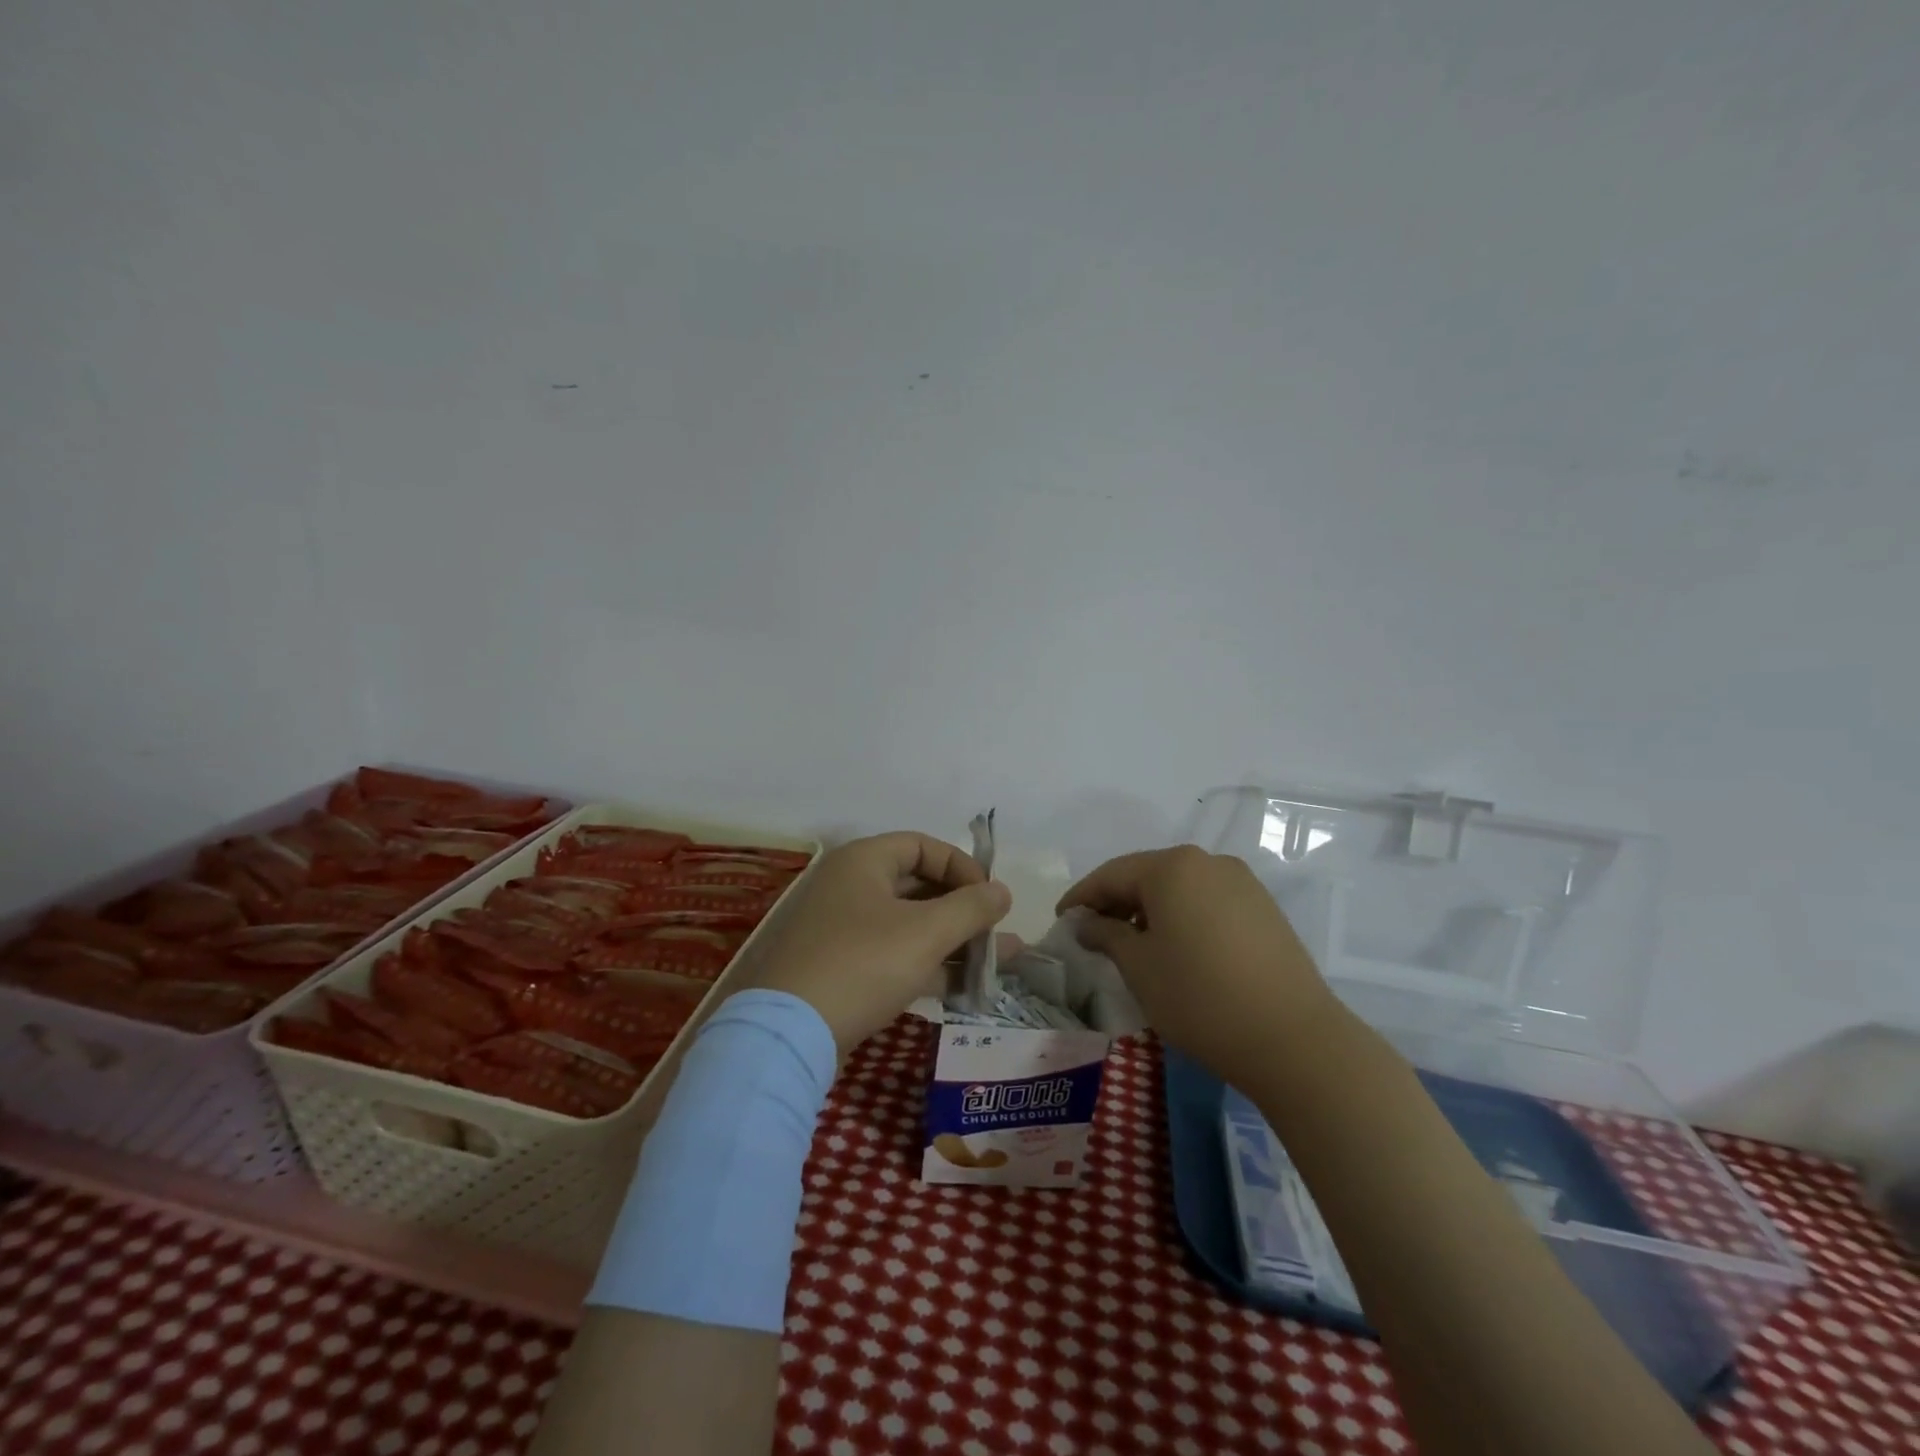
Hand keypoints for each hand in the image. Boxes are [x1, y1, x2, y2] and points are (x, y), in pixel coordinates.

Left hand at [749, 832, 1010, 1056]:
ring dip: (952, 942)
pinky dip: (928, 966)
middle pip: (918, 886)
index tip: (990, 897)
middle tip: (996, 932)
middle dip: (963, 910)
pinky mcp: (841, 970)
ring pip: (909, 926)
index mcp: (863, 861)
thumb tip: (1003, 891)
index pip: (922, 845)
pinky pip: (893, 956)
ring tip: (997, 963)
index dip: (962, 866)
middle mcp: (850, 887)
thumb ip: (971, 908)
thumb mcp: (926, 932)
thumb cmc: (863, 963)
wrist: (788, 1034)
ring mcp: (842, 930)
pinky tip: (966, 989)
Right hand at [1056, 846, 1339, 1086]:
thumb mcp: (1139, 966)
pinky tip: (1176, 948)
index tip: (1061, 920)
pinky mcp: (1264, 909)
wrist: (1294, 1039)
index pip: (1112, 874)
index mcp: (1172, 867)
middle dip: (1116, 901)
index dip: (1082, 896)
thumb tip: (1084, 922)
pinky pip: (1208, 902)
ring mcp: (1242, 883)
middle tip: (1092, 933)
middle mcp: (1208, 862)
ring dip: (1150, 910)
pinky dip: (1183, 917)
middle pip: (1147, 875)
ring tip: (1132, 944)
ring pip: (1180, 888)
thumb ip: (1105, 934)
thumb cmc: (1200, 997)